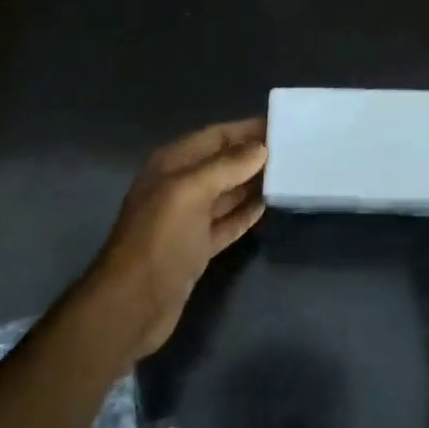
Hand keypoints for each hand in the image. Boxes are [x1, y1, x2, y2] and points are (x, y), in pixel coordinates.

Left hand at [84, 118, 268, 357]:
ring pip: (226, 193)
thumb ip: (225, 166)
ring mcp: (187, 219)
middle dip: (254, 156)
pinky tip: (268, 206)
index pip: (215, 136)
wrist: (133, 302)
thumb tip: (260, 148)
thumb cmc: (159, 239)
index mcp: (171, 164)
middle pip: (222, 163)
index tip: (283, 125)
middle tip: (295, 151)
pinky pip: (226, 223)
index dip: (246, 130)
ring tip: (289, 175)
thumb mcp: (190, 192)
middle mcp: (178, 186)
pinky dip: (245, 214)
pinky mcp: (196, 247)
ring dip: (253, 184)